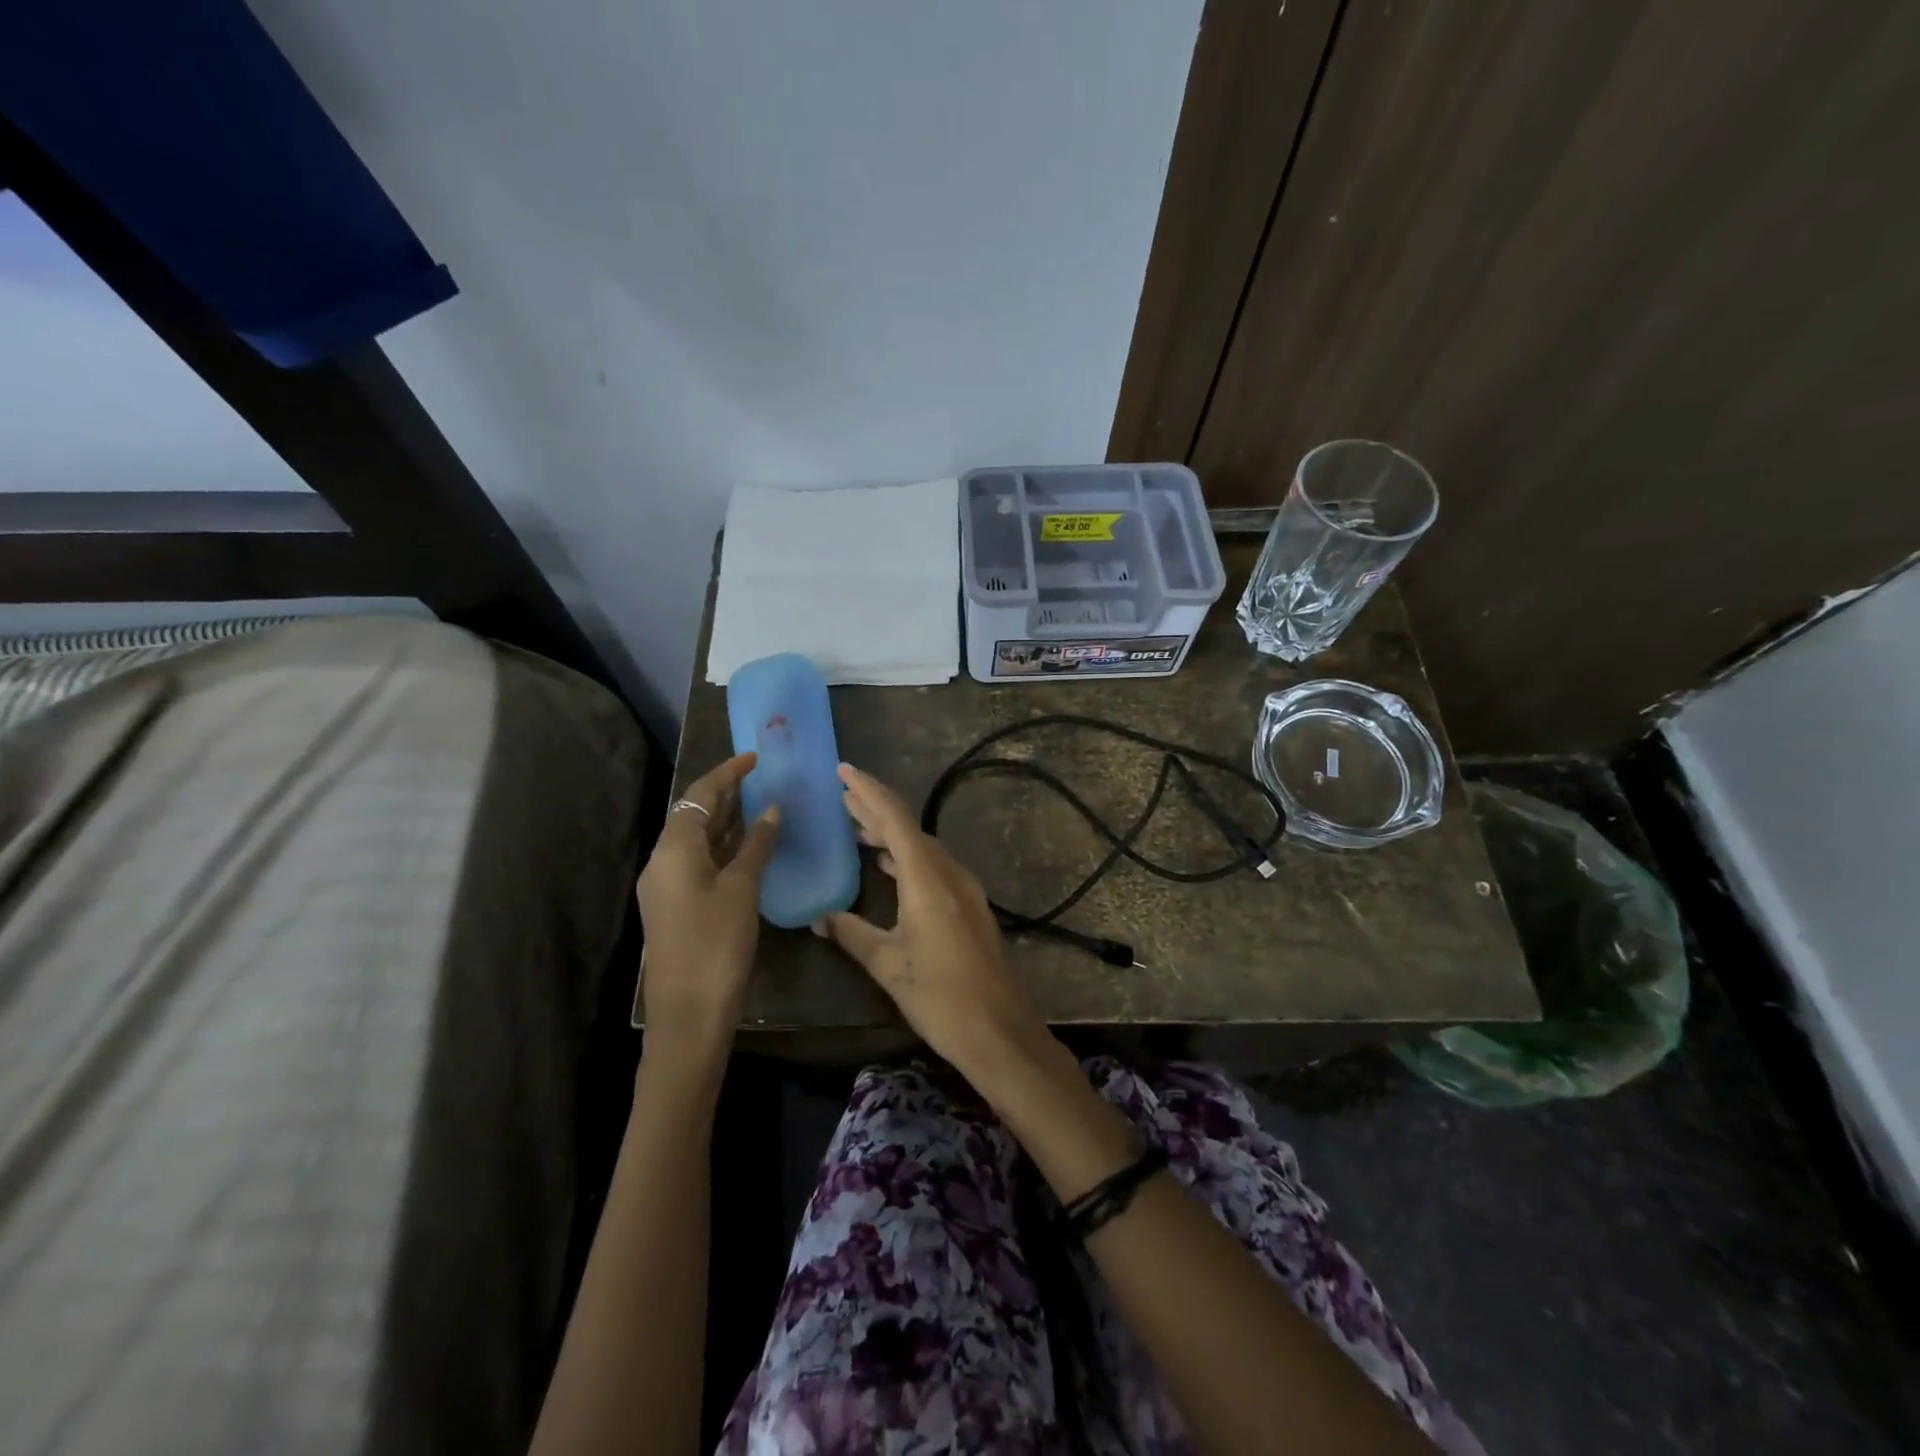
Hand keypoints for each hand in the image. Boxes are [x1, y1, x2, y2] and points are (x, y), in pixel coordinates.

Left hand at [636, 753, 780, 1054]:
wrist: (688, 1014)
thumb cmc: (716, 944)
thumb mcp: (742, 889)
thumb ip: (756, 845)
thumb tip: (771, 810)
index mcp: (674, 849)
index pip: (700, 795)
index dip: (728, 773)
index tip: (755, 757)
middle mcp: (662, 861)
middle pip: (692, 815)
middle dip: (724, 794)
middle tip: (759, 779)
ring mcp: (665, 886)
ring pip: (695, 839)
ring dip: (724, 821)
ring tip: (758, 805)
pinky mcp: (674, 906)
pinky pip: (697, 861)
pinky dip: (721, 847)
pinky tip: (746, 848)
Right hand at [817, 763, 1051, 1082]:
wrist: (1000, 1030)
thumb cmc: (940, 996)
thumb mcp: (887, 965)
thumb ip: (851, 934)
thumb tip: (819, 918)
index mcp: (927, 878)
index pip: (895, 819)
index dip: (868, 792)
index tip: (843, 772)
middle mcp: (949, 873)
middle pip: (909, 828)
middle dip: (875, 809)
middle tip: (842, 795)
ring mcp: (964, 889)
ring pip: (922, 847)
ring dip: (891, 834)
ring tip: (857, 827)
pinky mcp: (969, 906)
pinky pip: (933, 866)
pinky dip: (906, 857)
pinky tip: (889, 865)